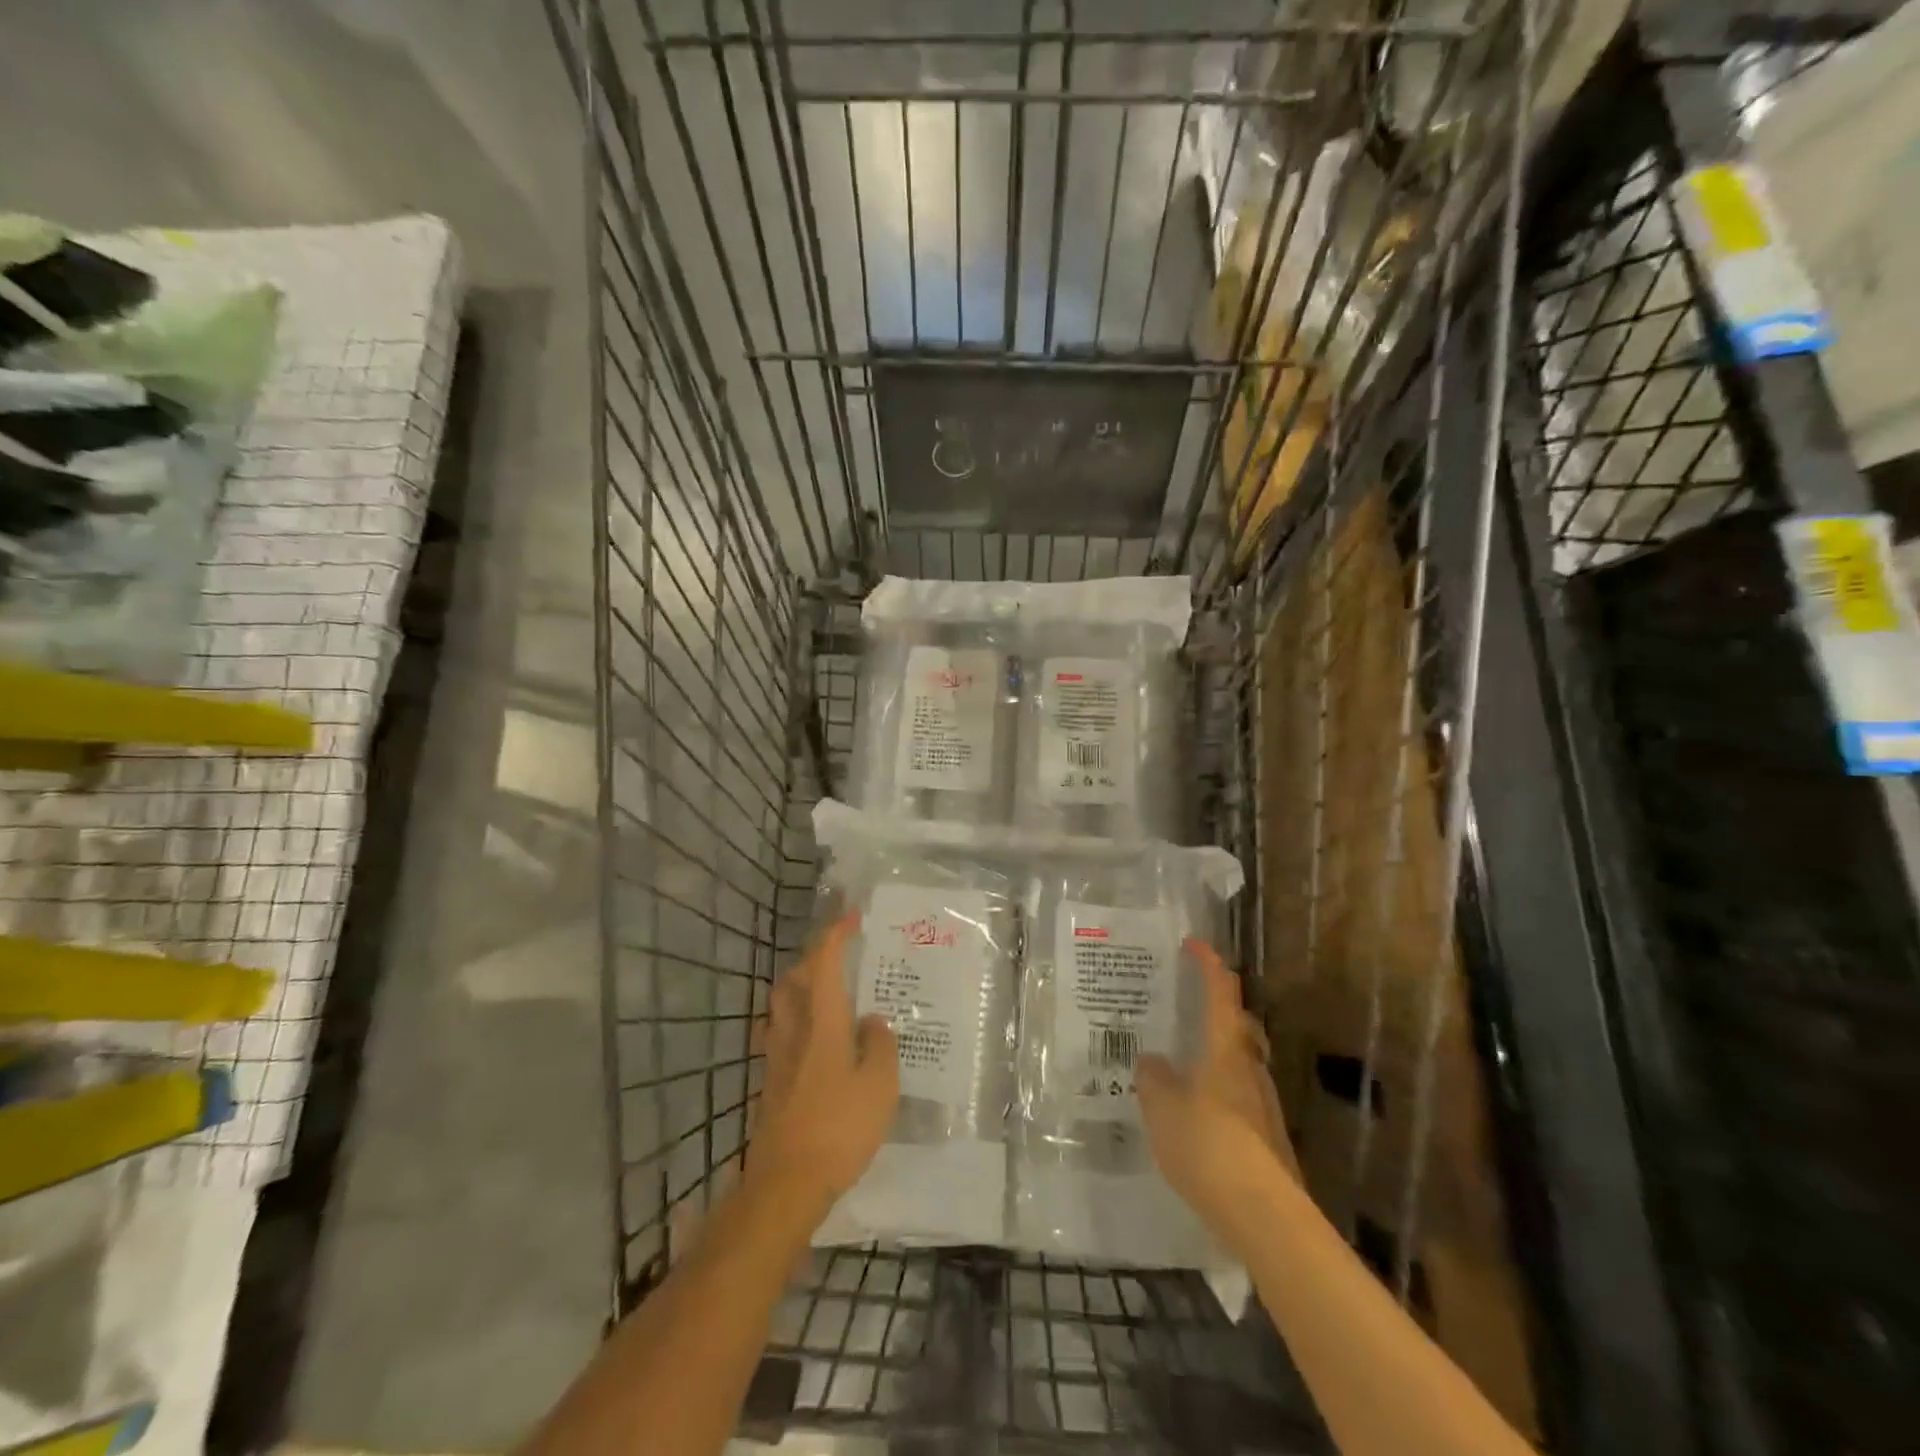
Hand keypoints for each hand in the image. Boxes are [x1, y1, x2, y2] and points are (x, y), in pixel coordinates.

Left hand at [749, 913, 899, 1212]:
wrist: (785, 1184)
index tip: (851, 915)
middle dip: (813, 961)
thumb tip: (871, 1022)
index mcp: (822, 1022)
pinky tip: (822, 1047)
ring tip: (832, 999)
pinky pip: (783, 1036)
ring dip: (801, 991)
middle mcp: (793, 1031)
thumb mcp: (880, 1085)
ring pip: (783, 1007)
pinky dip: (800, 1025)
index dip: (835, 934)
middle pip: (792, 980)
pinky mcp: (770, 1084)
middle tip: (841, 962)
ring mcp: (776, 1058)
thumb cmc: (839, 1127)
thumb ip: (880, 1044)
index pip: (823, 963)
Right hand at [1136, 939, 1298, 1254]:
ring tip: (1183, 1065)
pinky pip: (1239, 1096)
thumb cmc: (1207, 1144)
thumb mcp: (1162, 1108)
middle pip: (1238, 1025)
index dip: (1208, 963)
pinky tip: (1197, 1114)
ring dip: (1217, 1053)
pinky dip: (1219, 1090)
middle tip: (1188, 1007)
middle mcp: (1250, 1068)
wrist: (1263, 1213)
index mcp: (1225, 1049)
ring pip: (1240, 1062)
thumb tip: (1151, 1061)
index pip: (1220, 992)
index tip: (1194, 943)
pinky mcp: (1268, 1137)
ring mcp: (1263, 1103)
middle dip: (1217, 1009)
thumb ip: (1153, 1079)